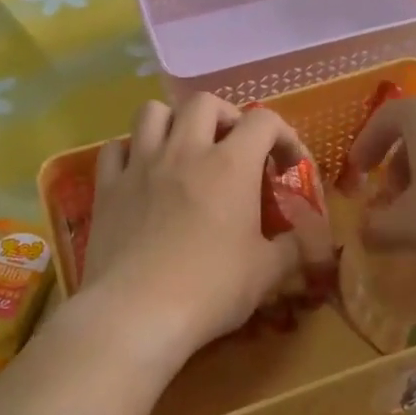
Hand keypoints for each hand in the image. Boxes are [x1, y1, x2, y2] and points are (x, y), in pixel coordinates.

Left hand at [79, 94, 305, 376]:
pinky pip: (114, 148)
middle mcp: (184, 151)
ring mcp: (141, 165)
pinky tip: (139, 172)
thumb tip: (307, 241)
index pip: (264, 121)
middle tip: (233, 147)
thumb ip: (291, 249)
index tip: (288, 165)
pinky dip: (129, 152)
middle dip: (226, 116)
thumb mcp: (266, 273)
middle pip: (204, 103)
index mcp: (230, 165)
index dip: (283, 135)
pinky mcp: (107, 186)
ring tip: (183, 148)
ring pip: (153, 112)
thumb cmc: (210, 289)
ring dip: (173, 122)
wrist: (137, 312)